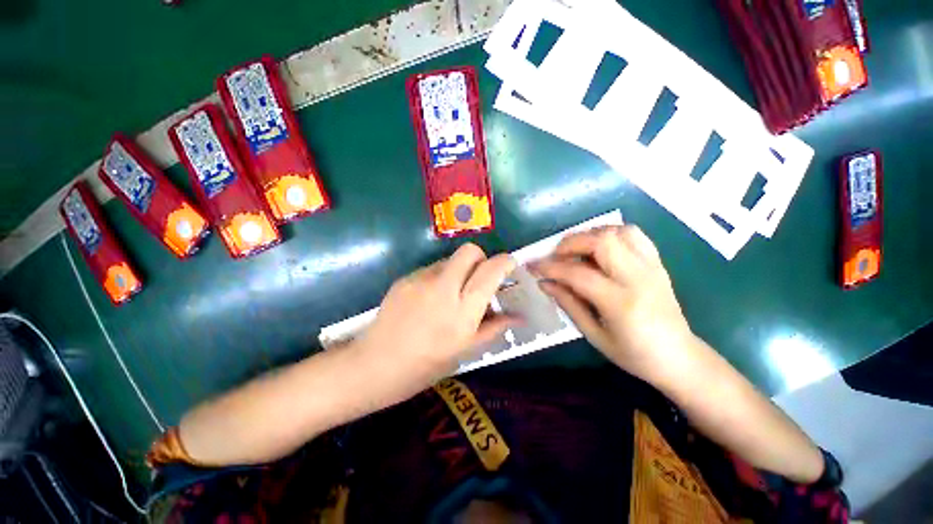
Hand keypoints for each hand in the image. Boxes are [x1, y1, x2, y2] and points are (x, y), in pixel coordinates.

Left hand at [358, 243, 516, 381]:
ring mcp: (421, 280)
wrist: (375, 365)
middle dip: (481, 259)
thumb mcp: (465, 351)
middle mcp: (443, 288)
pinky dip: (439, 277)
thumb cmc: (426, 366)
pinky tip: (429, 299)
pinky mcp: (405, 278)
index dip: (504, 262)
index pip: (490, 272)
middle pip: (470, 251)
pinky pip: (431, 269)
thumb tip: (519, 317)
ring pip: (450, 260)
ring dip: (458, 270)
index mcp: (462, 311)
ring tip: (450, 294)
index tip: (509, 265)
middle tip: (479, 278)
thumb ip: (494, 328)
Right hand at [532, 225, 694, 383]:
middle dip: (570, 243)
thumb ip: (568, 304)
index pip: (578, 274)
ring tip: (576, 250)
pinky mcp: (657, 262)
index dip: (550, 267)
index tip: (532, 266)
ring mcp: (652, 266)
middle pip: (601, 241)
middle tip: (555, 256)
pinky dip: (610, 233)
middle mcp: (638, 277)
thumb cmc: (634, 354)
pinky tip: (599, 247)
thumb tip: (544, 283)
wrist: (679, 357)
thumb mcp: (594, 335)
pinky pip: (633, 234)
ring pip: (618, 231)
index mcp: (621, 303)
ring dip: (590, 235)